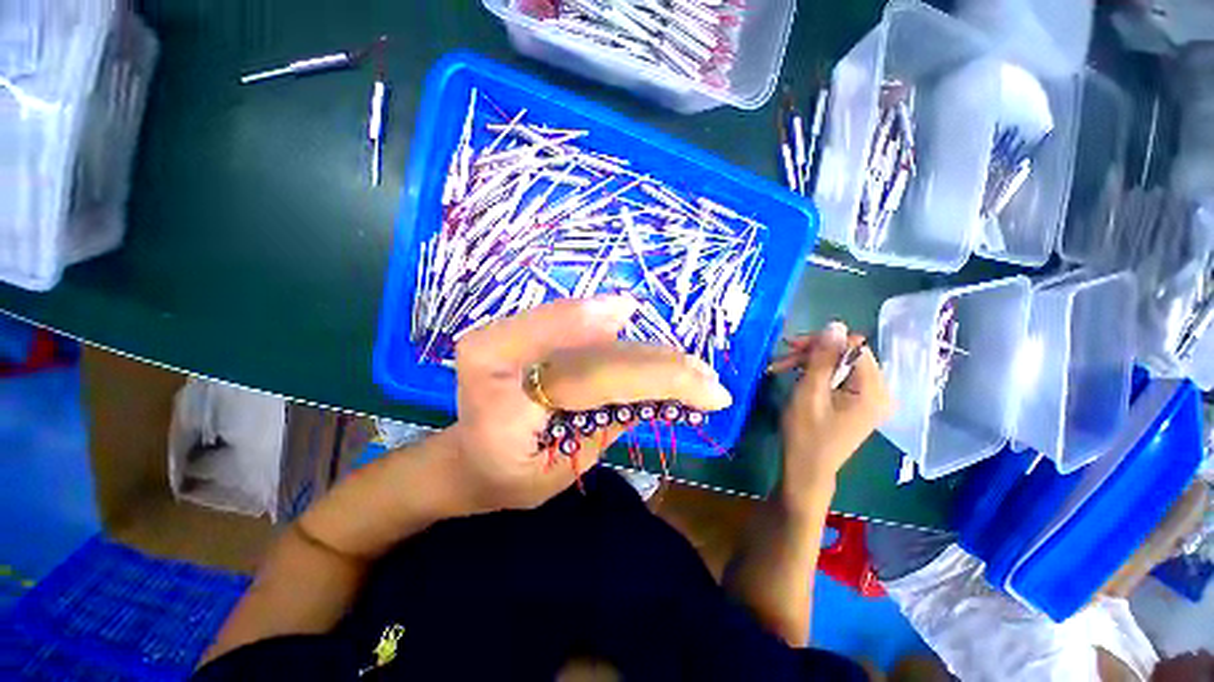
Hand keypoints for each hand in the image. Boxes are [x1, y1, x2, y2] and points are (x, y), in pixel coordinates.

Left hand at [448, 295, 732, 512]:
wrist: (472, 455)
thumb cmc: (508, 477)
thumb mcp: (558, 470)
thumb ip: (607, 425)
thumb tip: (660, 392)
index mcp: (496, 386)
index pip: (584, 374)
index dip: (640, 369)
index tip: (699, 382)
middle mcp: (502, 343)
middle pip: (600, 351)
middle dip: (659, 365)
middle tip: (708, 382)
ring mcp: (516, 329)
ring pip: (602, 334)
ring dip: (650, 352)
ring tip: (693, 371)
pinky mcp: (532, 329)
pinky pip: (590, 328)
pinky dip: (626, 341)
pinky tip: (659, 352)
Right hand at [770, 322, 891, 503]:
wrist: (807, 470)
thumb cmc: (806, 434)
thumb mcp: (809, 392)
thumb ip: (822, 358)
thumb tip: (835, 324)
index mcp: (873, 390)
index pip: (853, 347)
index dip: (822, 343)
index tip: (792, 347)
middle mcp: (879, 391)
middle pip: (846, 355)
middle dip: (812, 353)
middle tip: (781, 358)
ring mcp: (869, 398)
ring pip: (838, 364)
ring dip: (809, 363)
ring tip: (780, 367)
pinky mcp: (857, 403)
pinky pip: (837, 377)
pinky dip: (815, 374)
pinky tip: (795, 376)